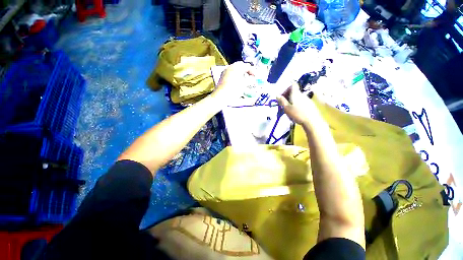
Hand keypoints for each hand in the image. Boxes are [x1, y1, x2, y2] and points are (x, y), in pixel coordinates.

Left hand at [211, 61, 253, 105]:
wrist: (221, 97)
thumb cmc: (233, 90)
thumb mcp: (243, 85)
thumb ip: (250, 80)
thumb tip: (253, 78)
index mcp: (236, 67)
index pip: (246, 66)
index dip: (252, 70)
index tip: (256, 76)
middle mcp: (230, 67)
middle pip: (240, 66)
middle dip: (246, 70)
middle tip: (251, 77)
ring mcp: (225, 72)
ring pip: (235, 69)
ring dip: (241, 73)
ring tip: (245, 80)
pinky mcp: (222, 77)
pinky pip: (231, 73)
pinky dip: (236, 76)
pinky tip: (238, 82)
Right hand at [276, 83, 321, 127]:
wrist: (312, 121)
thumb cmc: (297, 114)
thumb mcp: (286, 108)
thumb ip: (282, 101)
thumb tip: (277, 95)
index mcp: (296, 94)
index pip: (293, 85)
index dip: (287, 89)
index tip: (283, 96)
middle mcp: (302, 95)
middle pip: (295, 92)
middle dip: (288, 97)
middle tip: (284, 105)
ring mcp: (308, 100)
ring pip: (298, 98)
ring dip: (293, 101)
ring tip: (290, 110)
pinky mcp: (311, 105)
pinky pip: (302, 102)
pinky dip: (298, 105)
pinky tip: (297, 113)